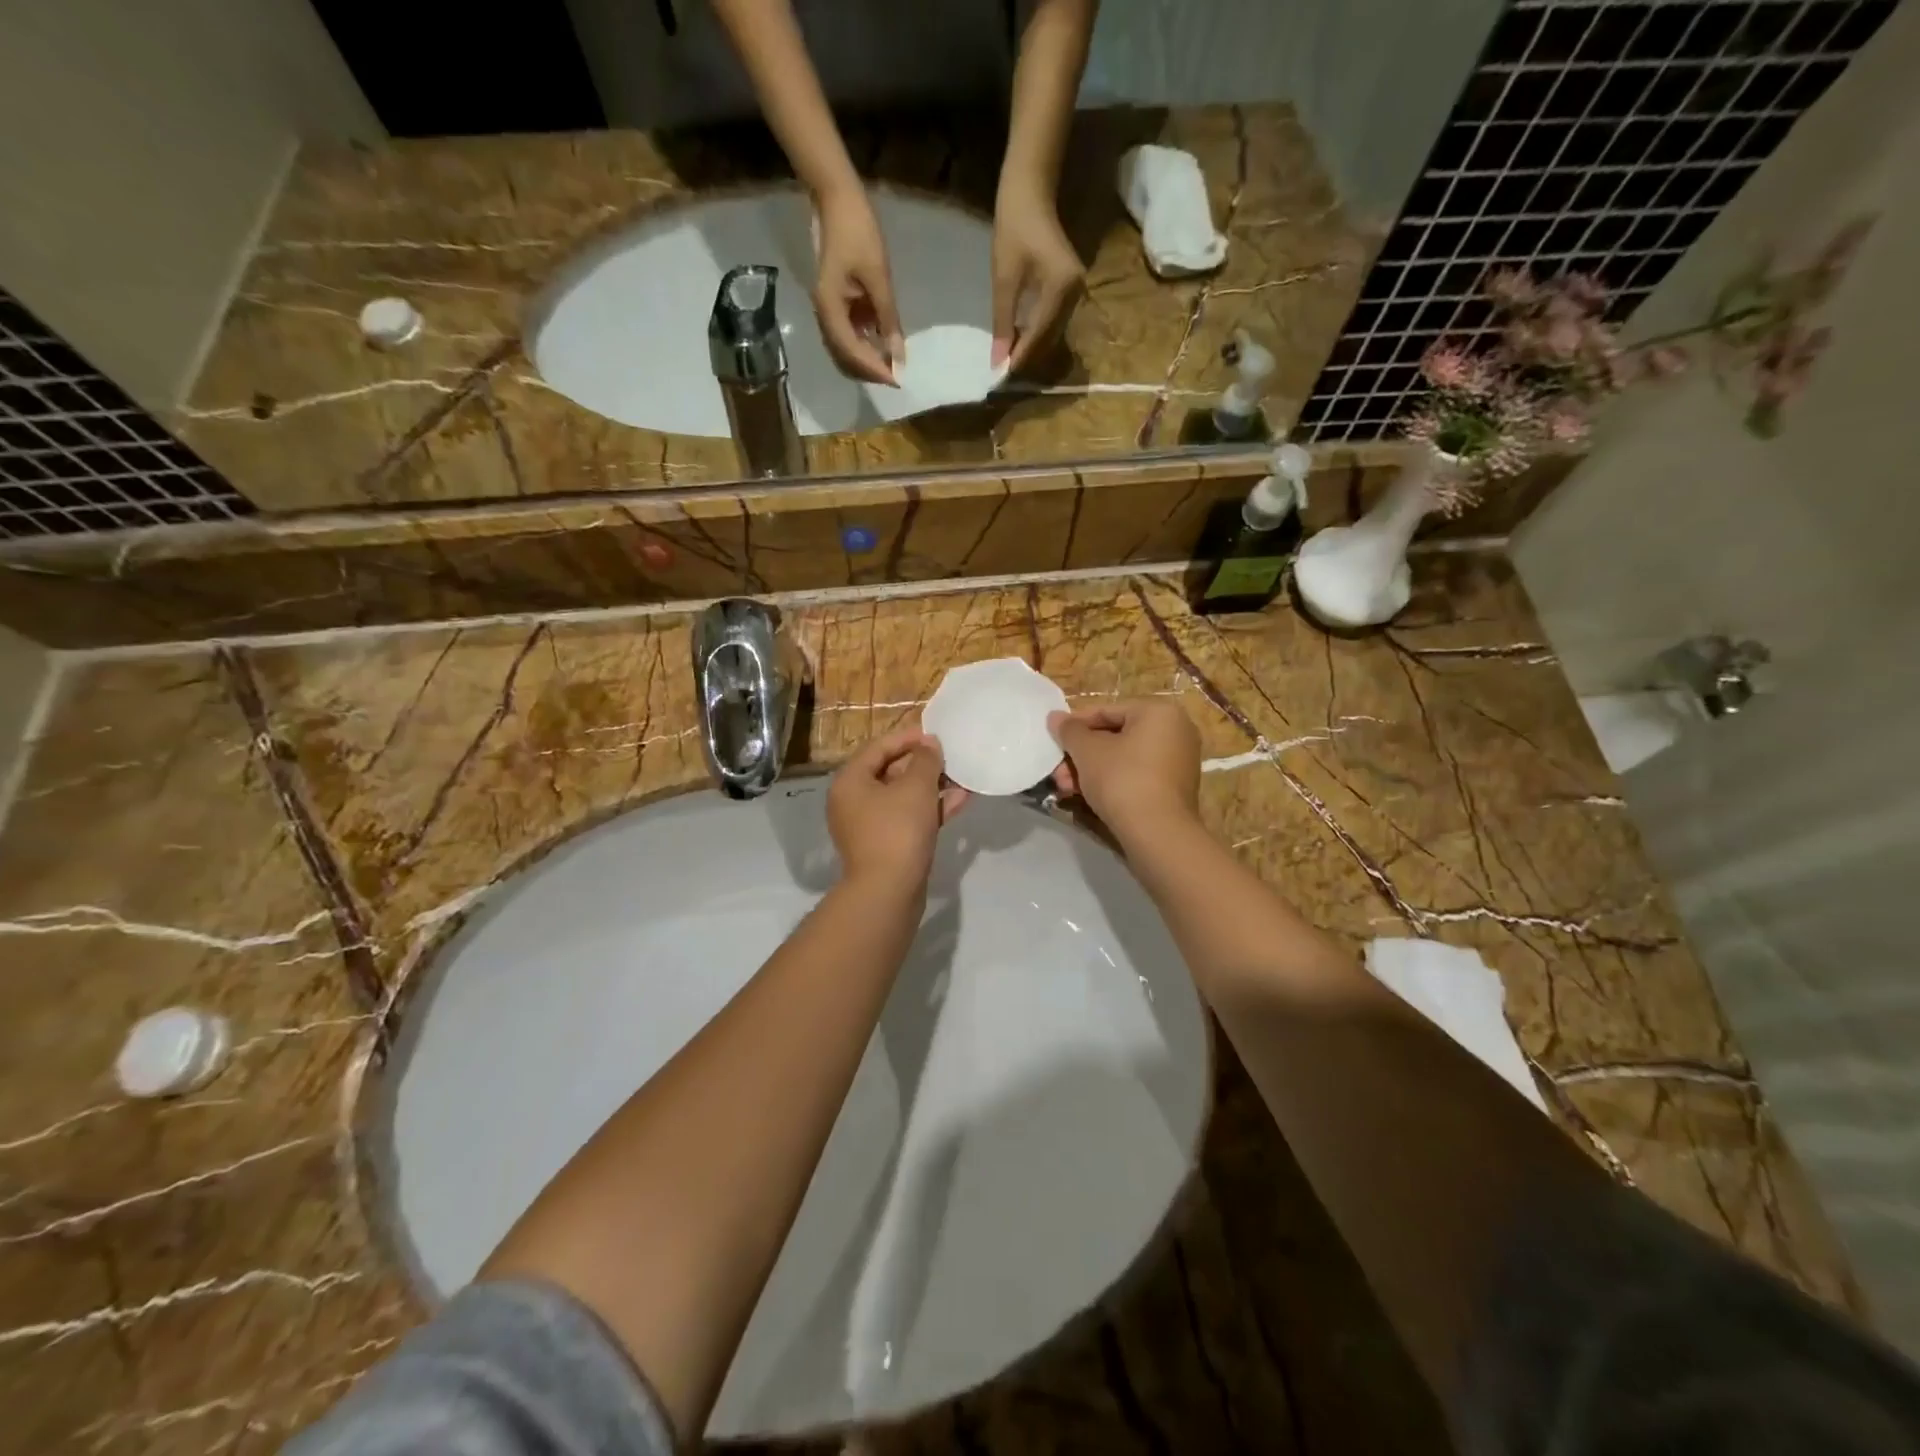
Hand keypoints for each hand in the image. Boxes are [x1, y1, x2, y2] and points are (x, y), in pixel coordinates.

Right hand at [813, 182, 903, 385]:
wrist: (837, 198)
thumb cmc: (857, 231)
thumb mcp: (878, 276)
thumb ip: (888, 317)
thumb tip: (898, 355)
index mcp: (829, 309)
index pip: (851, 353)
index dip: (874, 369)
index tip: (896, 380)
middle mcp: (825, 316)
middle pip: (846, 358)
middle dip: (871, 370)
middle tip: (897, 376)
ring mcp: (830, 311)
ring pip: (847, 349)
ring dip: (869, 359)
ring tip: (894, 364)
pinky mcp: (838, 305)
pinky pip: (851, 334)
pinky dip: (867, 343)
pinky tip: (885, 344)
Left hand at [828, 727, 968, 895]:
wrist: (888, 892)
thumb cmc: (898, 830)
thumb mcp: (916, 787)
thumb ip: (925, 760)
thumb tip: (929, 745)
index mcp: (850, 781)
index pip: (878, 747)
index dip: (908, 738)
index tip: (936, 736)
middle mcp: (853, 801)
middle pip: (890, 771)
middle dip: (923, 764)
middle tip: (951, 758)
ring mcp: (869, 826)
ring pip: (902, 797)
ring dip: (932, 787)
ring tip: (962, 779)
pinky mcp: (885, 846)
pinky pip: (908, 818)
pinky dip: (930, 809)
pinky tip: (959, 802)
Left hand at [991, 181, 1084, 374]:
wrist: (1030, 194)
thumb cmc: (1013, 229)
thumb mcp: (1003, 280)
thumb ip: (1002, 323)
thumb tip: (997, 361)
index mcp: (1061, 288)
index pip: (1040, 335)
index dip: (1020, 358)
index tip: (1000, 376)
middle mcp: (1076, 293)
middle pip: (1050, 339)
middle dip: (1027, 357)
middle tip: (1002, 373)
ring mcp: (1077, 291)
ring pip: (1053, 333)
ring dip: (1032, 348)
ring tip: (1008, 361)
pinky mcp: (1072, 289)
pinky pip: (1055, 322)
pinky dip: (1037, 334)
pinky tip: (1020, 341)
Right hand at [1047, 700, 1200, 842]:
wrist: (1157, 832)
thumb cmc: (1122, 779)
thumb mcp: (1087, 751)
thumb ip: (1069, 730)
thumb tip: (1055, 717)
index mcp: (1159, 712)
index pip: (1107, 711)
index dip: (1075, 725)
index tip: (1054, 739)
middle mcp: (1176, 730)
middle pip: (1115, 736)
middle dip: (1081, 755)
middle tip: (1057, 771)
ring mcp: (1179, 760)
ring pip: (1124, 758)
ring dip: (1091, 770)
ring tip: (1065, 787)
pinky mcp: (1175, 787)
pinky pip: (1137, 774)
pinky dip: (1112, 781)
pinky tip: (1086, 795)